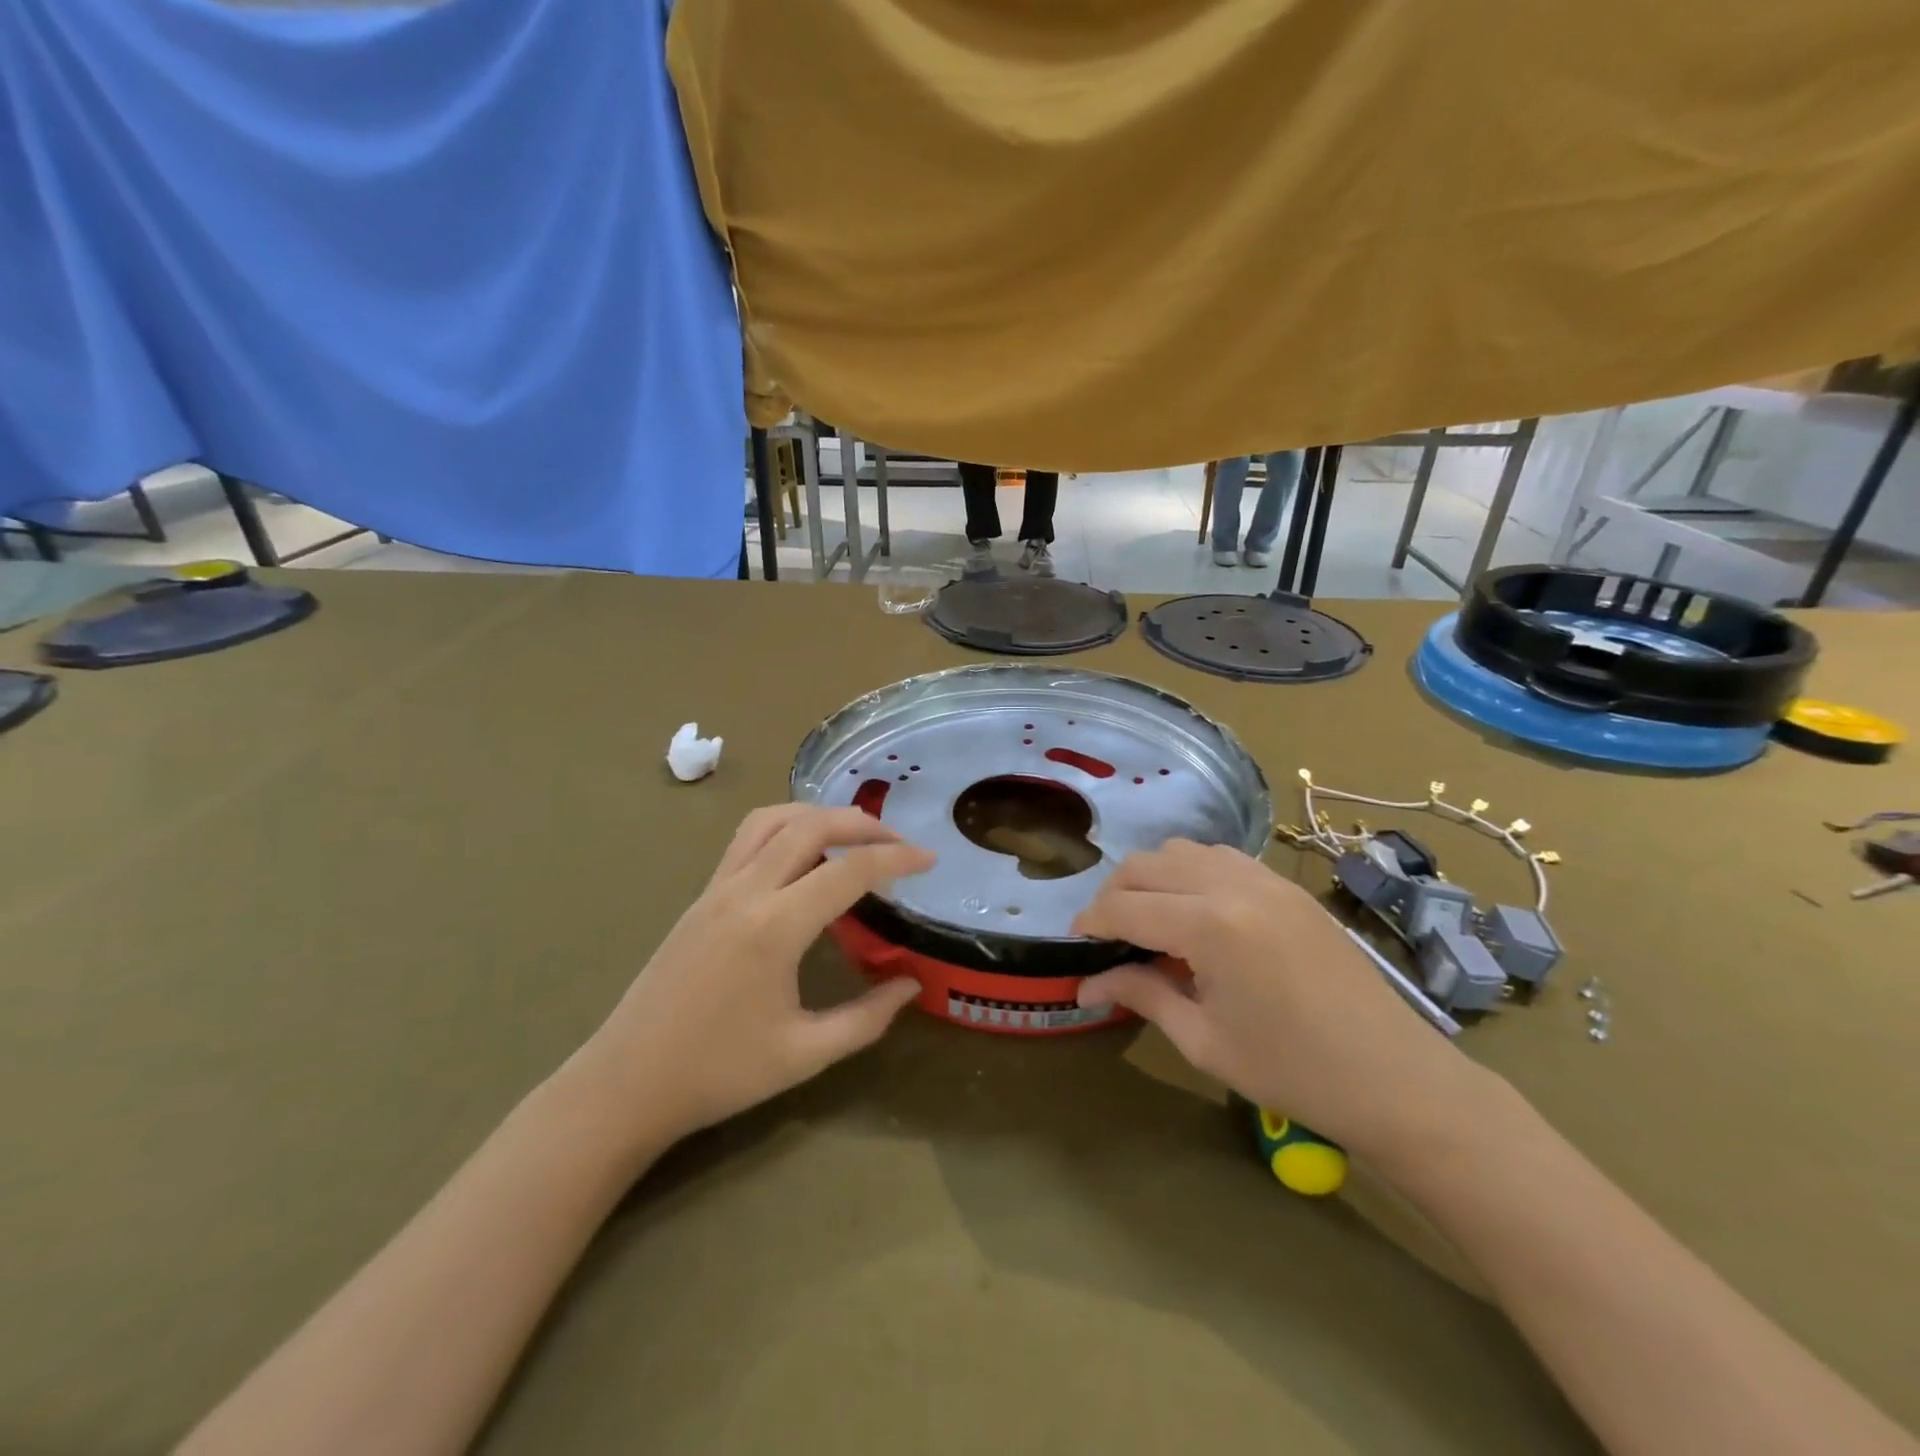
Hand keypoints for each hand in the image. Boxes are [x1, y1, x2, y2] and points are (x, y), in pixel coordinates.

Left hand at [573, 804, 933, 1146]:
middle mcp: (745, 891)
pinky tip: (803, 855)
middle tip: (899, 844)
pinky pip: (748, 838)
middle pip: (811, 825)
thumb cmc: (718, 1073)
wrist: (625, 1083)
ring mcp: (716, 888)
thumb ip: (867, 1018)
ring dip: (820, 815)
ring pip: (773, 820)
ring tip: (854, 836)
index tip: (930, 859)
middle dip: (863, 824)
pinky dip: (786, 827)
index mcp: (775, 927)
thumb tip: (912, 985)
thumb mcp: (804, 1054)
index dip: (897, 858)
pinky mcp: (701, 896)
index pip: (849, 870)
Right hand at [1071, 841, 1487, 1161]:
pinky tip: (1196, 914)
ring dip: (1152, 878)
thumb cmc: (1293, 1071)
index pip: (1124, 907)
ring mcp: (1265, 878)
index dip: (1089, 924)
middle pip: (1145, 865)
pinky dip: (1191, 873)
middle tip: (1108, 938)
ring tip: (1150, 922)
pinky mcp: (1286, 885)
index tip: (1074, 947)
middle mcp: (1233, 885)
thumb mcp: (1204, 1040)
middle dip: (1113, 895)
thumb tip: (1086, 984)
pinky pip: (1220, 858)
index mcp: (1210, 926)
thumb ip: (1141, 995)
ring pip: (1182, 851)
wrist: (1395, 1077)